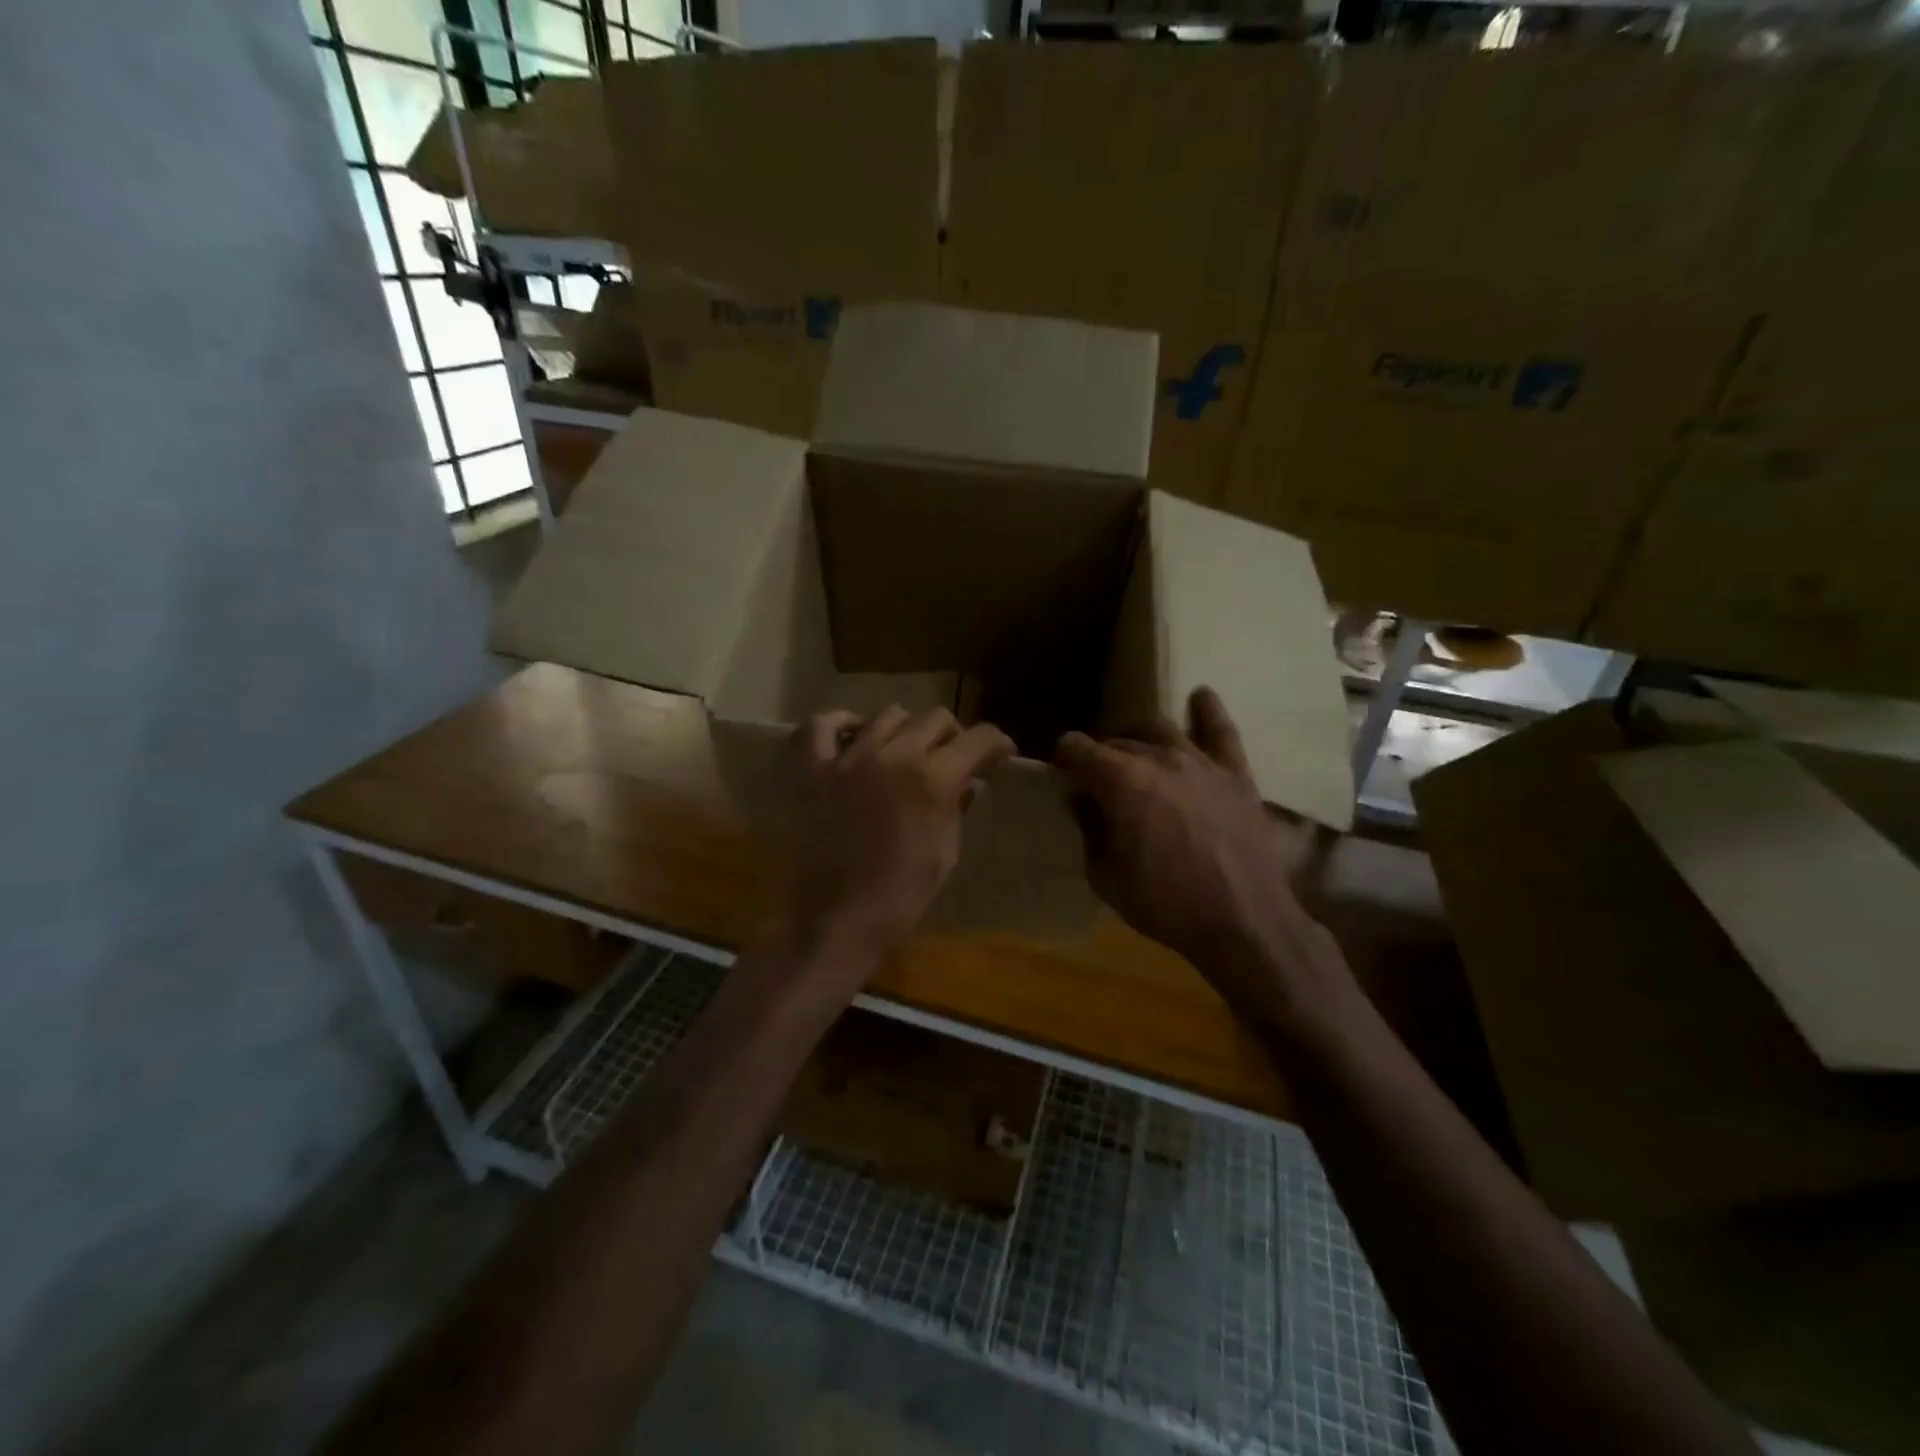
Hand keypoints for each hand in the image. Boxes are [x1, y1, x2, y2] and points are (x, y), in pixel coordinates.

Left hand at [785, 705, 1014, 965]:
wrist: (837, 921)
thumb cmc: (901, 896)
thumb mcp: (944, 853)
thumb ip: (957, 807)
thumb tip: (970, 782)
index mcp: (934, 778)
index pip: (978, 739)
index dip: (997, 743)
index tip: (1001, 754)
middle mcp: (895, 754)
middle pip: (935, 718)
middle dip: (954, 735)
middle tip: (955, 758)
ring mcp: (850, 758)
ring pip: (888, 715)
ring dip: (907, 729)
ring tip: (907, 750)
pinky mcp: (814, 770)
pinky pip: (821, 725)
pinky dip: (840, 723)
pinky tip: (852, 734)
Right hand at [1054, 688, 1349, 1024]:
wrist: (1244, 923)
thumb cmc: (1166, 904)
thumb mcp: (1106, 877)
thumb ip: (1089, 830)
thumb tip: (1084, 802)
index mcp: (1121, 781)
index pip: (1078, 748)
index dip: (1064, 758)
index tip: (1062, 774)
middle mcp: (1159, 758)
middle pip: (1118, 741)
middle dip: (1100, 755)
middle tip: (1096, 779)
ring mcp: (1201, 762)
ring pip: (1160, 729)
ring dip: (1138, 737)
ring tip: (1134, 751)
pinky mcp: (1236, 774)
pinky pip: (1222, 731)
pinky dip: (1208, 710)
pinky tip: (1201, 696)